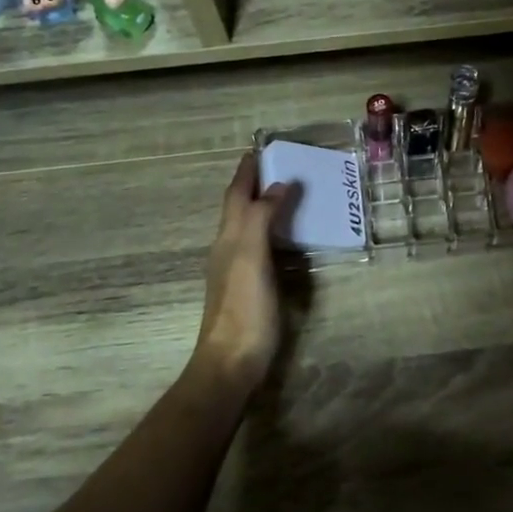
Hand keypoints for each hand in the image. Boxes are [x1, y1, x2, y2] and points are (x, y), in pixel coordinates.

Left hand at [191, 154, 291, 392]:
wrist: (231, 362)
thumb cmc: (244, 308)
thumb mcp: (252, 257)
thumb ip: (262, 219)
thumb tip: (278, 185)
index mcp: (229, 238)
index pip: (236, 195)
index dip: (246, 172)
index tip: (259, 149)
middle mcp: (229, 248)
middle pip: (238, 208)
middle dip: (252, 184)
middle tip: (276, 166)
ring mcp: (236, 270)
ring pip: (246, 226)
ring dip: (260, 206)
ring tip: (283, 193)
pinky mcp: (249, 288)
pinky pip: (258, 246)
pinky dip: (269, 230)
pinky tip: (283, 238)